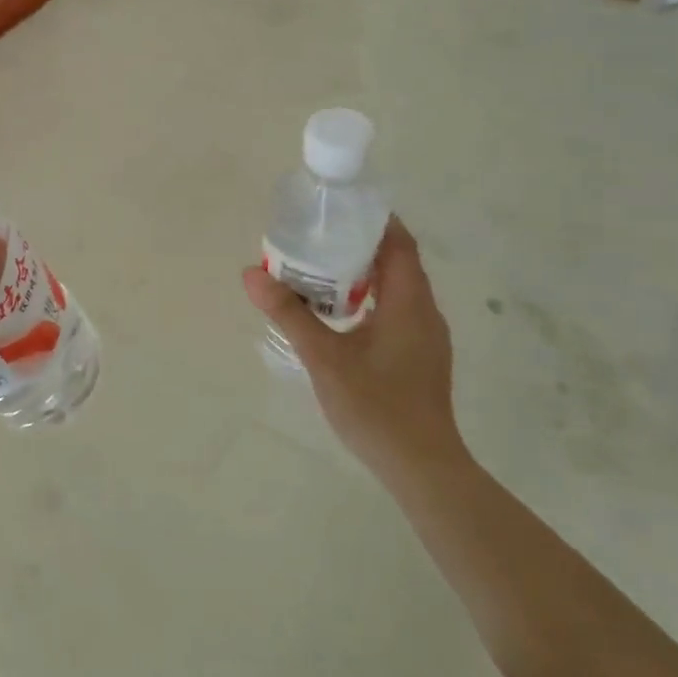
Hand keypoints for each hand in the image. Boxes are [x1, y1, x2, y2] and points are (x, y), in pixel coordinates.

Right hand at [242, 216, 464, 477]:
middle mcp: (424, 312)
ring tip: (321, 271)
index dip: (374, 220)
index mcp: (409, 302)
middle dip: (360, 245)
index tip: (338, 209)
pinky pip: (397, 312)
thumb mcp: (324, 357)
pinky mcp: (421, 358)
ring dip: (364, 275)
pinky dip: (370, 300)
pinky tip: (340, 316)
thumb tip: (251, 274)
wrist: (421, 467)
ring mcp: (426, 337)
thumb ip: (289, 313)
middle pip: (397, 263)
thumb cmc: (376, 406)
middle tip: (317, 238)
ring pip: (397, 290)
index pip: (399, 243)